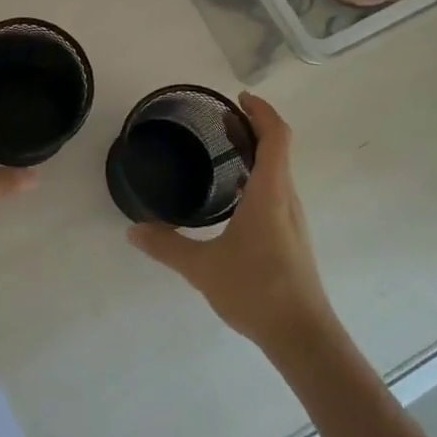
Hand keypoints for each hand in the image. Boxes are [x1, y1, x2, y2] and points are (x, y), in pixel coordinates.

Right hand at [127, 93, 336, 352]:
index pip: (276, 137)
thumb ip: (167, 246)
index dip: (261, 111)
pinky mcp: (290, 238)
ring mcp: (291, 220)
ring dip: (256, 153)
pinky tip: (231, 197)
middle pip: (278, 149)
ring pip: (278, 172)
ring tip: (223, 151)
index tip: (238, 98)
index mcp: (271, 192)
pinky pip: (275, 192)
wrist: (303, 337)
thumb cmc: (257, 290)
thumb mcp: (203, 267)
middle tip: (220, 120)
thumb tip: (133, 230)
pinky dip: (256, 178)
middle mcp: (286, 199)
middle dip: (253, 128)